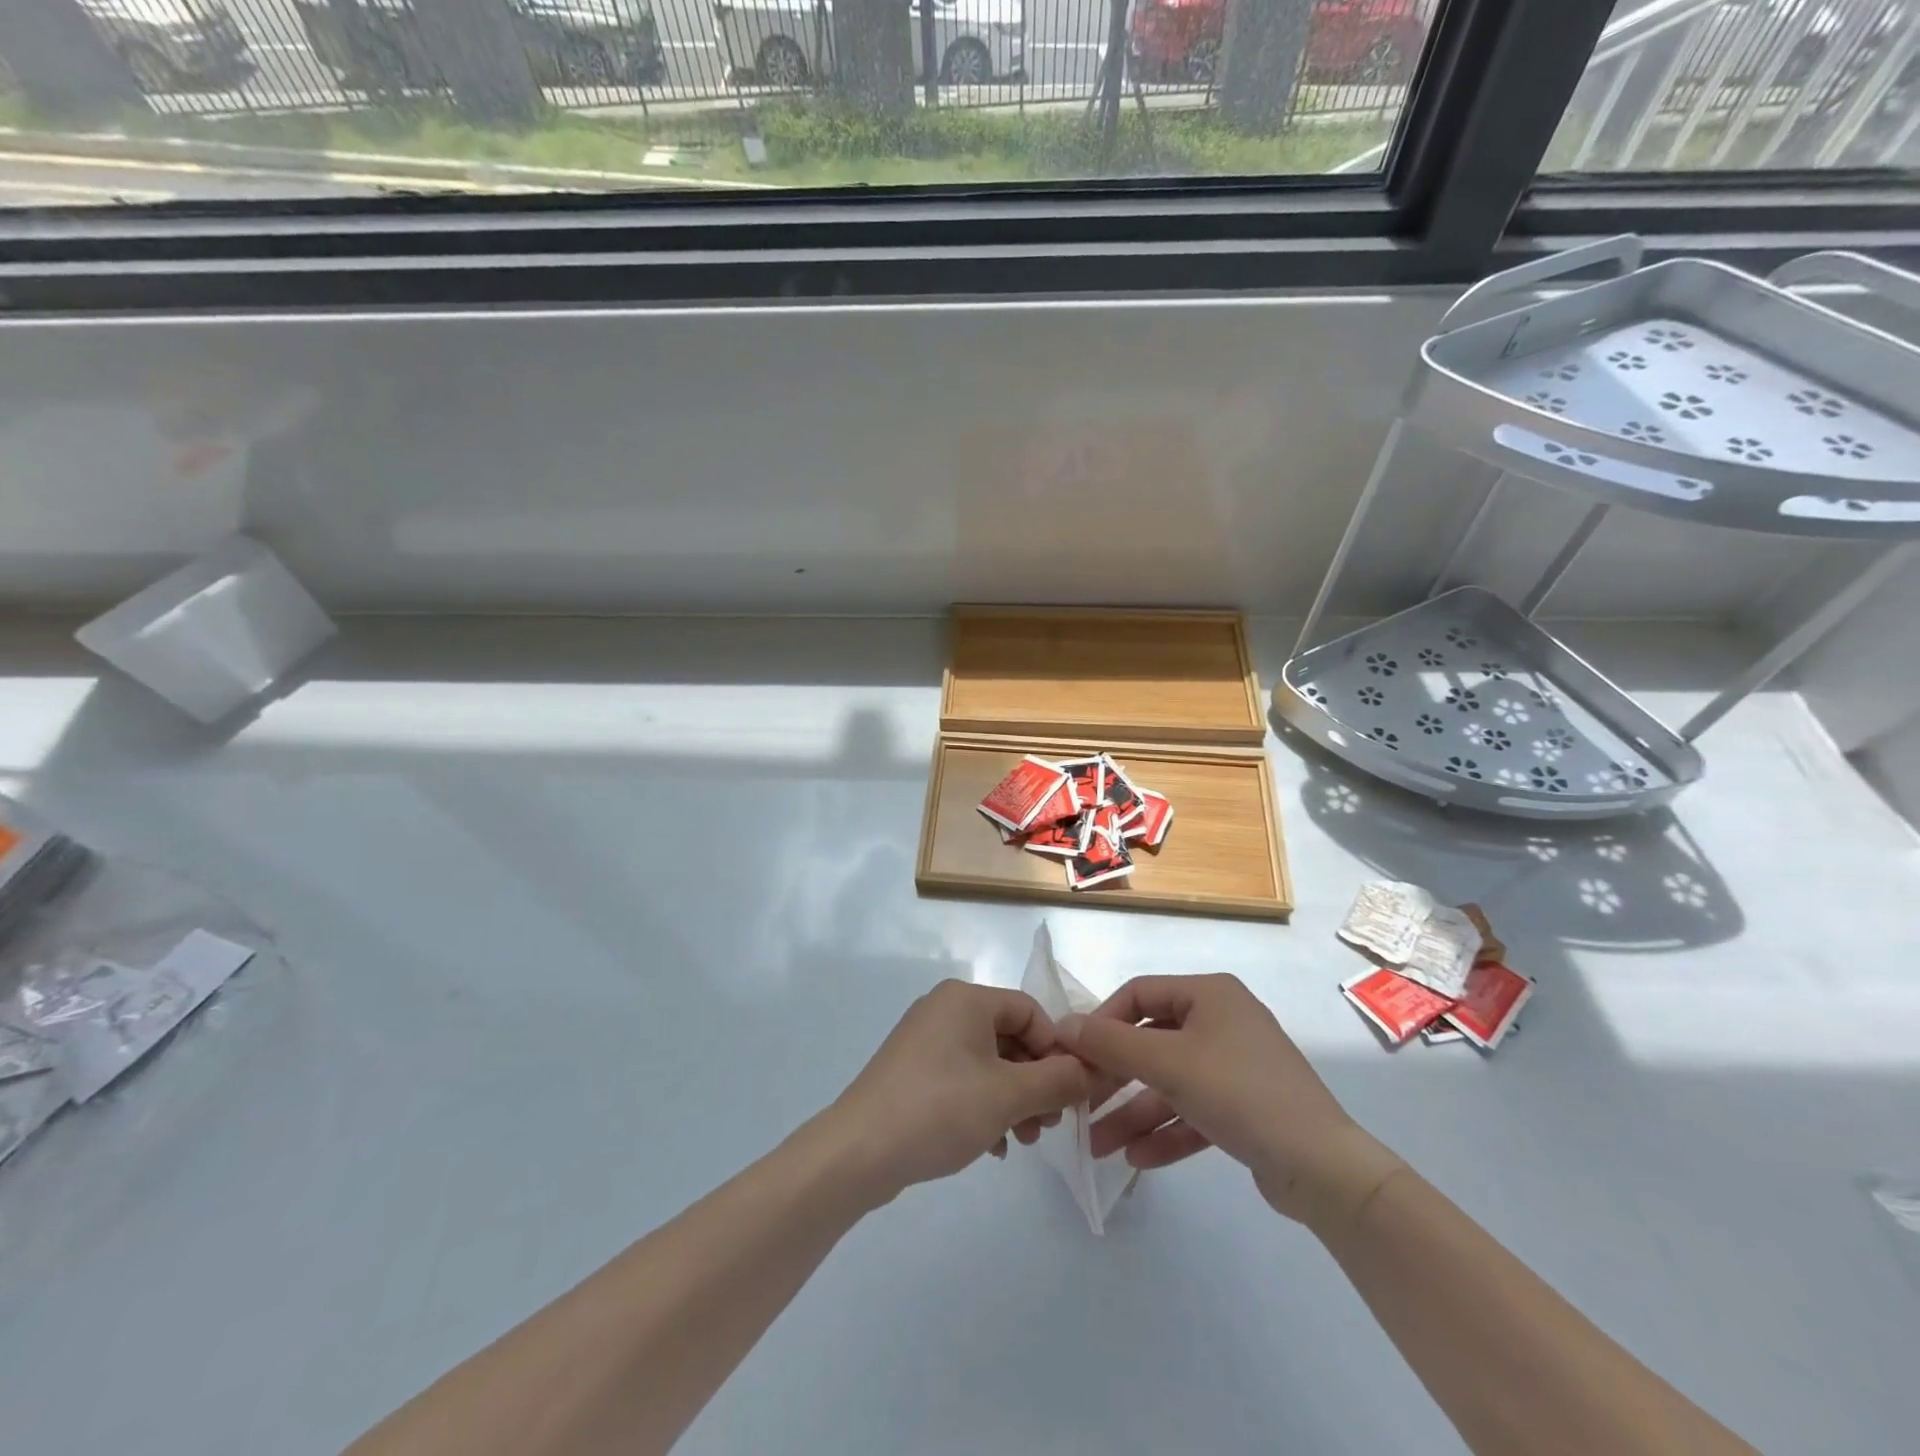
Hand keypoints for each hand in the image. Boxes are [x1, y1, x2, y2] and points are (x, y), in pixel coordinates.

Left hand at [830, 980, 1091, 1204]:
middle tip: (1050, 1124)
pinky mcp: (913, 1071)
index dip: (1056, 1049)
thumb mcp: (1009, 1096)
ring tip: (1025, 1140)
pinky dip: (985, 1105)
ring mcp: (925, 1040)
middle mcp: (945, 1009)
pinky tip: (995, 1145)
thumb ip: (1057, 1081)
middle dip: (1036, 1081)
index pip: (1030, 1011)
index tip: (1071, 1093)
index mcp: (966, 999)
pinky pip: (963, 1079)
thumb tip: (1091, 1071)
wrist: (859, 1151)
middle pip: (1010, 1036)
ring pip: (988, 1062)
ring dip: (1014, 1098)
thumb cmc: (940, 1109)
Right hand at [1057, 974, 1404, 1231]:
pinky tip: (1136, 1158)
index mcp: (1209, 994)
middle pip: (1152, 1042)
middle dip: (1116, 1078)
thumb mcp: (1168, 1064)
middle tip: (1082, 1103)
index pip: (1139, 994)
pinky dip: (1165, 1131)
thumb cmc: (1240, 1093)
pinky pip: (1193, 1111)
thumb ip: (1110, 1044)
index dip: (1102, 1021)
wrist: (1324, 1169)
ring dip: (1134, 1112)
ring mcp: (1235, 1066)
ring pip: (1170, 1083)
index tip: (1075, 1054)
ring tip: (1100, 1147)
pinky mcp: (1244, 1107)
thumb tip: (1062, 1026)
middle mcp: (1222, 1021)